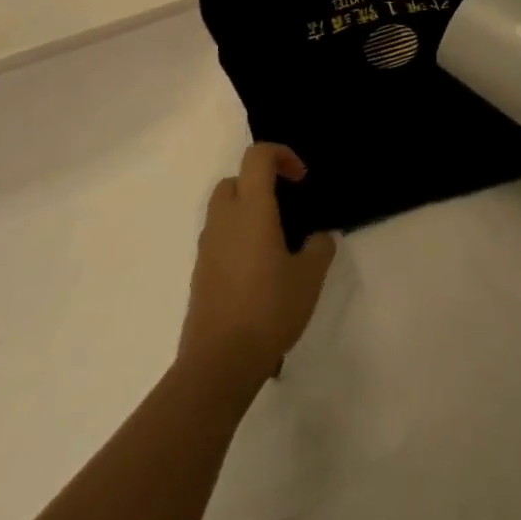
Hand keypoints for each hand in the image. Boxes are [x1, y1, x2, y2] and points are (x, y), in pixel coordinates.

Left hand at [180, 144, 334, 396]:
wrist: (218, 363)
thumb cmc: (269, 310)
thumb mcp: (310, 277)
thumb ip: (319, 248)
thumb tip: (319, 237)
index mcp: (252, 210)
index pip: (258, 157)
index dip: (282, 155)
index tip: (302, 180)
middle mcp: (224, 221)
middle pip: (235, 180)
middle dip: (261, 181)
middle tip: (288, 204)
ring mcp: (207, 247)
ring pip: (224, 209)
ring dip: (248, 210)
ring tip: (277, 238)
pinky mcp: (201, 273)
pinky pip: (219, 237)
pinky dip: (238, 236)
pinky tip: (260, 267)